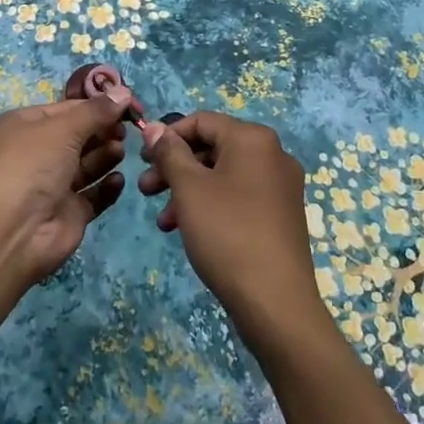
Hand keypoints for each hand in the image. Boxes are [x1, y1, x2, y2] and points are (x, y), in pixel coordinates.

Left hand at [0, 90, 129, 285]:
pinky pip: (94, 195)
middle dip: (103, 131)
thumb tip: (125, 91)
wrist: (13, 230)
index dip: (97, 106)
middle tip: (125, 130)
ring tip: (119, 151)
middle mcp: (38, 153)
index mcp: (27, 125)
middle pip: (80, 136)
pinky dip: (107, 187)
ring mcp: (54, 185)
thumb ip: (97, 111)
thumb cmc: (32, 164)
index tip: (127, 104)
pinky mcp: (69, 213)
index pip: (68, 109)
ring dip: (106, 155)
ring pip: (88, 165)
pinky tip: (118, 180)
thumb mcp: (64, 127)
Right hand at [138, 112, 328, 352]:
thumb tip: (155, 127)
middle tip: (145, 189)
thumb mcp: (189, 188)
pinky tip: (187, 231)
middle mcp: (273, 154)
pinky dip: (210, 205)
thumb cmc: (227, 233)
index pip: (202, 121)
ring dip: (188, 190)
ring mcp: (280, 186)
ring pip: (223, 175)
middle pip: (213, 147)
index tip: (142, 158)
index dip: (168, 136)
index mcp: (253, 138)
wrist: (276, 303)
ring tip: (162, 219)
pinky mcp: (281, 215)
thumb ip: (169, 153)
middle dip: (175, 167)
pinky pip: (238, 197)